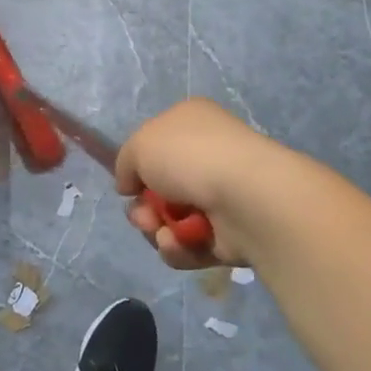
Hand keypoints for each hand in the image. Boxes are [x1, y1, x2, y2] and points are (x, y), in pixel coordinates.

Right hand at [115, 98, 280, 270]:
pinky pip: (190, 245)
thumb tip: (129, 185)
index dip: (138, 167)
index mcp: (192, 123)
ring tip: (163, 232)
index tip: (128, 185)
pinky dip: (179, 248)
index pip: (157, 145)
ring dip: (157, 230)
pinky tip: (180, 242)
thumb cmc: (190, 156)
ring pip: (171, 221)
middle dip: (144, 209)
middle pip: (160, 190)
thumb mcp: (139, 145)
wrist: (246, 196)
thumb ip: (125, 163)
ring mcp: (222, 196)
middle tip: (143, 216)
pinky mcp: (231, 235)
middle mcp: (208, 156)